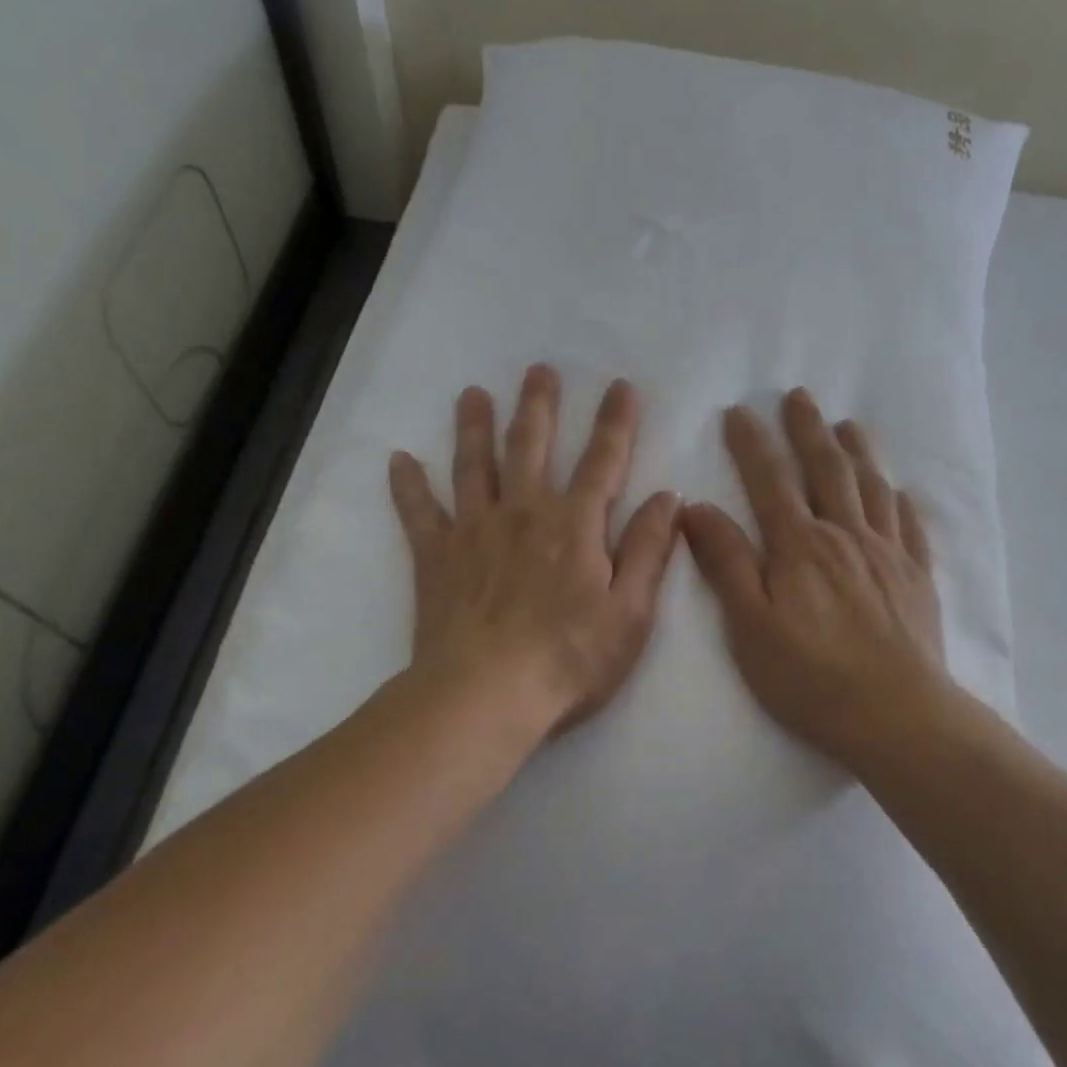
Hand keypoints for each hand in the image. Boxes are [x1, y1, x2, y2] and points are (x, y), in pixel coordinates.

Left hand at [388, 365, 680, 735]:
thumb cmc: (568, 659)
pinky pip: (419, 512)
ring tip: (472, 394)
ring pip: (474, 465)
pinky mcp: (436, 556)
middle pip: (531, 446)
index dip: (615, 421)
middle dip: (539, 405)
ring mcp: (474, 530)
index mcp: (575, 525)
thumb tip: (667, 497)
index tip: (620, 386)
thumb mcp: (630, 612)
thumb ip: (648, 550)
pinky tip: (399, 459)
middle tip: (539, 369)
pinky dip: (408, 485)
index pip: (602, 460)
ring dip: (475, 426)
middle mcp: (524, 512)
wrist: (484, 697)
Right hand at [682, 389, 948, 766]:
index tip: (739, 411)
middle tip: (799, 395)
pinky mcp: (916, 577)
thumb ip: (725, 562)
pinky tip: (897, 489)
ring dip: (857, 450)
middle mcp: (845, 535)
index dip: (752, 443)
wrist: (897, 716)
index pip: (770, 480)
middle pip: (826, 468)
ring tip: (848, 424)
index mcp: (800, 545)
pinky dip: (900, 499)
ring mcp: (887, 553)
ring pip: (871, 487)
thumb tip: (696, 507)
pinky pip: (909, 525)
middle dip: (808, 429)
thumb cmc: (811, 676)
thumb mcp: (750, 625)